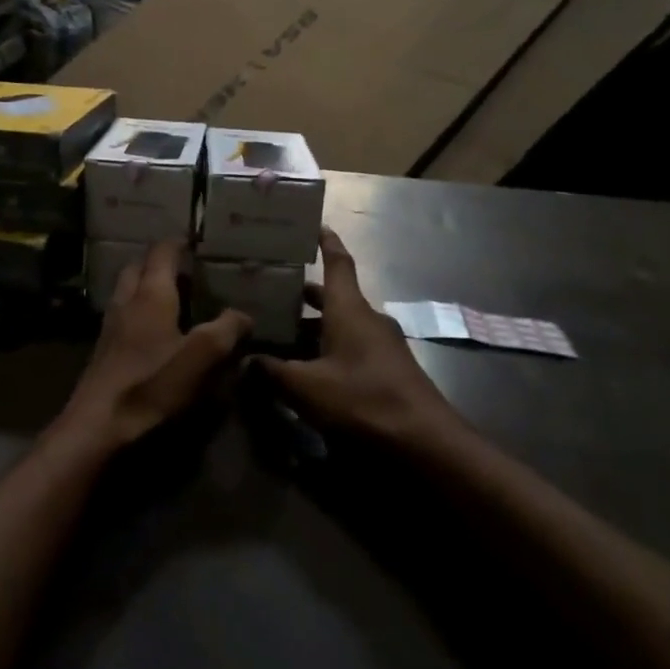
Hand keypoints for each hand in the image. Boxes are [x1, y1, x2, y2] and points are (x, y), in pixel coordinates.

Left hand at [57, 240, 251, 451]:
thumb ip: (226, 329)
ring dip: (146, 286)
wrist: (98, 425)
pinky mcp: (104, 350)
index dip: (178, 243)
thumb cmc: (152, 383)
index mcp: (151, 293)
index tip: (195, 241)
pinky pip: (122, 315)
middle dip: (159, 262)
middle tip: (185, 270)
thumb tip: (243, 314)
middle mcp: (127, 300)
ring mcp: (111, 325)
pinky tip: (154, 333)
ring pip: (127, 291)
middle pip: (138, 267)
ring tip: (172, 299)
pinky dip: (138, 311)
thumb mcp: (202, 356)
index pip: (162, 252)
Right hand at [254, 227, 460, 445]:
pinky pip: (351, 348)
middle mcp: (367, 320)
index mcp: (349, 309)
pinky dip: (327, 350)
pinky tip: (307, 370)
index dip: (326, 242)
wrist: (426, 444)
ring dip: (313, 327)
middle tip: (270, 291)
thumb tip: (243, 361)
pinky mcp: (388, 371)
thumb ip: (272, 372)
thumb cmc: (363, 400)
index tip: (315, 224)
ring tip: (279, 334)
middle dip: (303, 294)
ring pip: (341, 325)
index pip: (338, 263)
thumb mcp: (306, 388)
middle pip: (334, 297)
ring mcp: (382, 346)